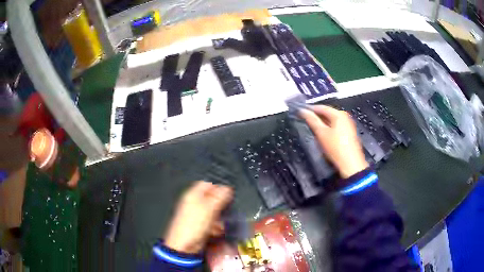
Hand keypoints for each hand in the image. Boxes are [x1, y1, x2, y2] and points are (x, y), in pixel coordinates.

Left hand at [164, 181, 232, 252]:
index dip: (218, 187)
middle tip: (225, 209)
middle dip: (220, 204)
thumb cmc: (192, 226)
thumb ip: (219, 197)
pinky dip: (215, 226)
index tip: (228, 194)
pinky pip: (210, 222)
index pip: (207, 184)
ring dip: (219, 217)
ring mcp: (195, 215)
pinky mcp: (198, 226)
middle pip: (211, 198)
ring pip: (212, 211)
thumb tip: (227, 188)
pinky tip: (217, 230)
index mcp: (192, 195)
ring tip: (220, 223)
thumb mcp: (209, 209)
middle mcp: (193, 203)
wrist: (184, 245)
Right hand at [300, 105, 368, 177]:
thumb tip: (303, 111)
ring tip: (312, 127)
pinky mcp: (349, 134)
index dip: (310, 109)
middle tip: (305, 120)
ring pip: (331, 120)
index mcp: (339, 114)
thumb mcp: (321, 133)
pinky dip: (328, 128)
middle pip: (327, 113)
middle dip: (316, 116)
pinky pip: (336, 127)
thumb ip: (312, 120)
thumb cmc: (336, 148)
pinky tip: (322, 134)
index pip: (321, 107)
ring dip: (322, 123)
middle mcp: (345, 117)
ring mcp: (348, 125)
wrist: (350, 165)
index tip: (300, 112)